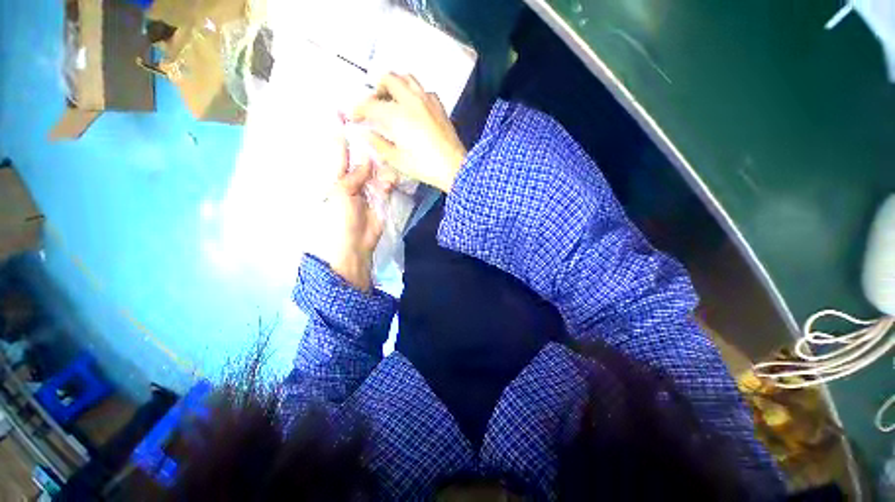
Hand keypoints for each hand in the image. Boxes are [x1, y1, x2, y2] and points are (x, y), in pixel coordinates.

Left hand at [316, 132, 392, 291]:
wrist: (353, 246)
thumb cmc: (338, 218)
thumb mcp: (341, 192)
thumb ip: (353, 173)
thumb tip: (365, 156)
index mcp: (336, 177)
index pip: (339, 152)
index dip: (341, 135)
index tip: (342, 113)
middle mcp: (352, 180)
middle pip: (361, 159)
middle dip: (368, 148)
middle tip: (378, 133)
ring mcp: (368, 190)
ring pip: (376, 171)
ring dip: (381, 167)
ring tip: (385, 161)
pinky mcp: (381, 199)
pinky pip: (386, 185)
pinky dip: (389, 182)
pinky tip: (390, 180)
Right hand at [352, 73, 466, 191]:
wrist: (454, 167)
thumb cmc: (424, 167)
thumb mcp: (397, 160)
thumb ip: (378, 144)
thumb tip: (365, 133)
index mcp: (397, 115)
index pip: (371, 104)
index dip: (359, 109)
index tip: (354, 117)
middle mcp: (411, 100)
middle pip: (389, 78)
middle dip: (377, 88)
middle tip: (375, 105)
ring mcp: (427, 100)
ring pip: (407, 78)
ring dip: (396, 85)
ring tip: (393, 101)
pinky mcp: (439, 105)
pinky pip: (423, 89)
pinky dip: (413, 92)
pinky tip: (413, 107)